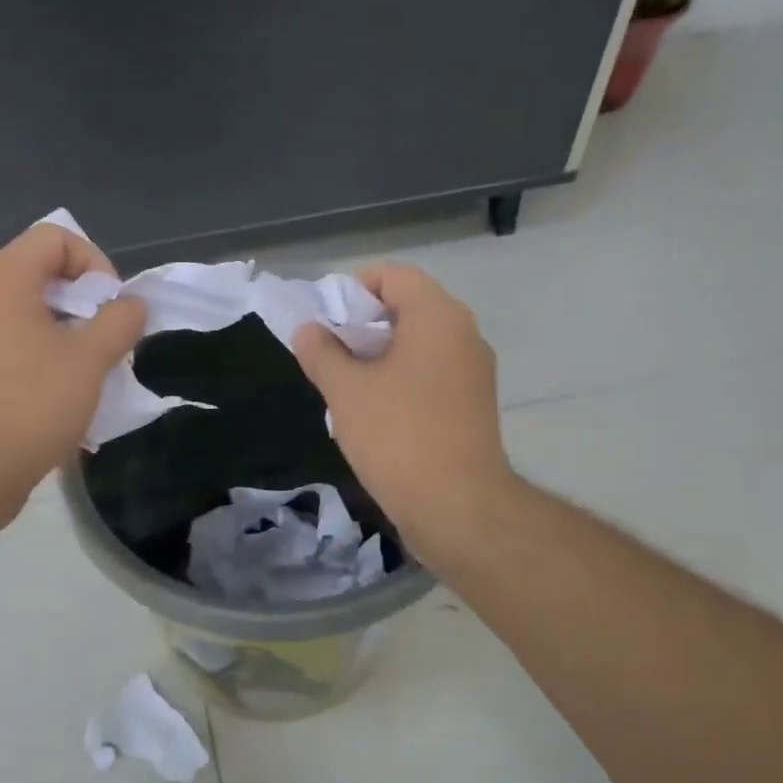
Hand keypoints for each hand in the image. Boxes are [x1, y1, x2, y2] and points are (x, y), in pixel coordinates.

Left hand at [0, 221, 144, 530]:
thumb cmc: (31, 404)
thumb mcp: (90, 360)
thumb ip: (119, 322)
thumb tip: (131, 305)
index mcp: (3, 278)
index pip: (54, 237)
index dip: (94, 263)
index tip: (112, 307)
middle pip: (39, 272)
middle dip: (82, 299)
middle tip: (105, 336)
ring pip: (27, 311)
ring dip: (66, 330)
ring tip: (89, 369)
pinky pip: (11, 342)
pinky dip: (42, 353)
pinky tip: (61, 394)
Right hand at [294, 264, 512, 554]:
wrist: (457, 506)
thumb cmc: (398, 436)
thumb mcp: (345, 391)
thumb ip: (321, 352)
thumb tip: (308, 329)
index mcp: (438, 316)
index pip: (393, 275)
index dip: (353, 289)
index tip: (326, 322)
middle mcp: (464, 334)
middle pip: (408, 308)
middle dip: (363, 326)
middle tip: (330, 356)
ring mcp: (474, 371)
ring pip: (419, 344)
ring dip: (381, 356)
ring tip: (347, 387)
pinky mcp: (474, 404)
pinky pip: (432, 374)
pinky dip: (402, 380)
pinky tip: (376, 413)